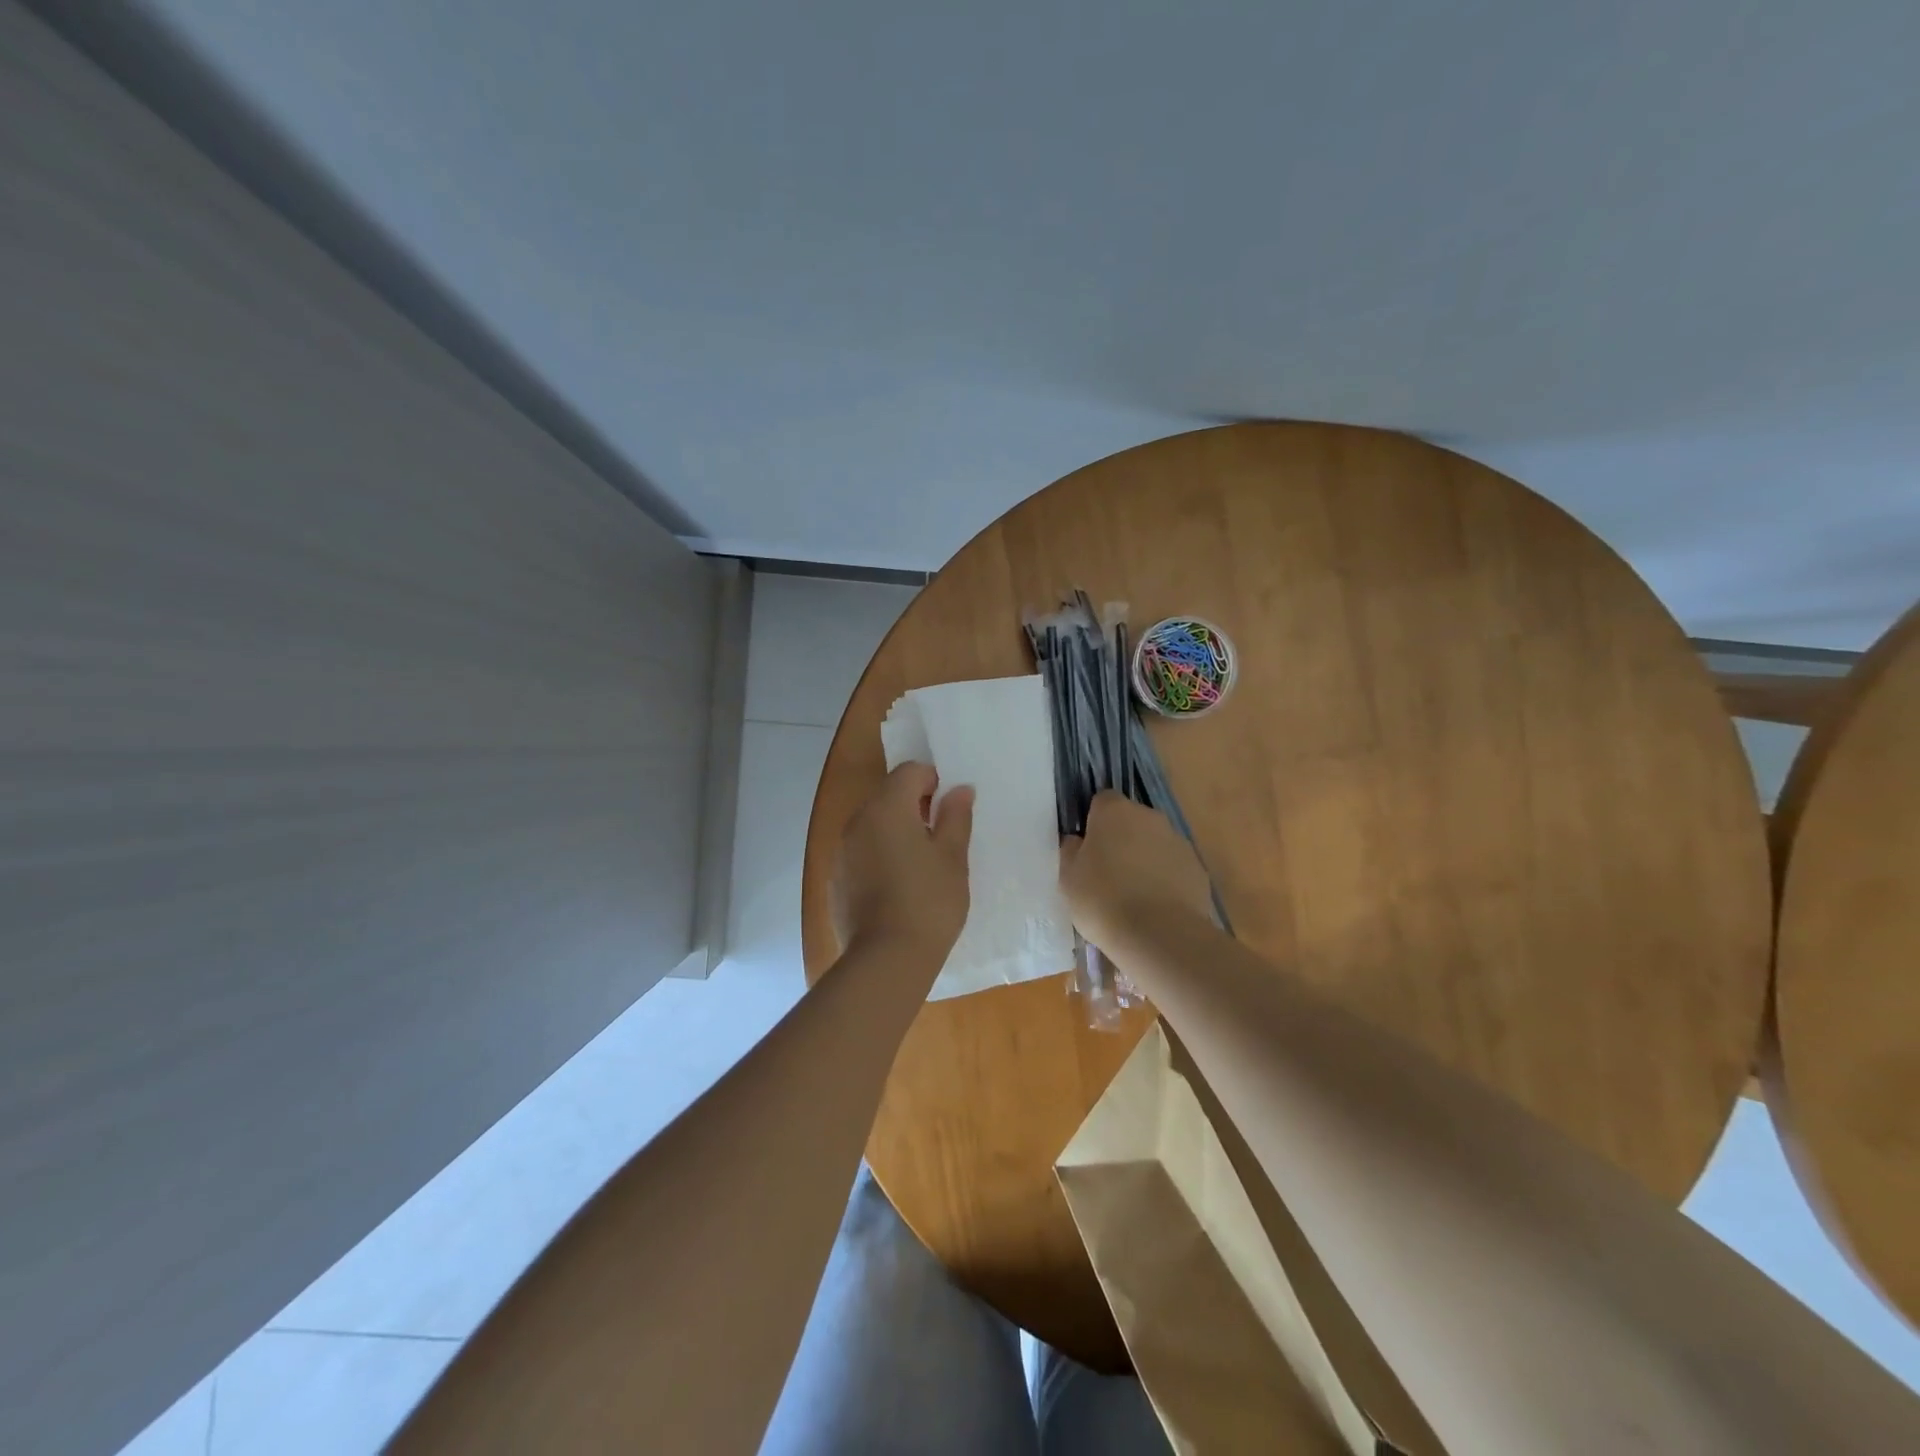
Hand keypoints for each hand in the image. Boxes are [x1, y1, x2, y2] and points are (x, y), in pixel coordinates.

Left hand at [833, 763, 973, 964]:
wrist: (887, 959)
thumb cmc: (929, 901)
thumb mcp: (953, 857)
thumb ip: (956, 817)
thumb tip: (959, 790)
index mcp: (886, 807)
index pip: (910, 772)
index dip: (933, 781)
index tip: (950, 810)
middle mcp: (857, 820)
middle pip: (888, 794)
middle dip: (914, 804)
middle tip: (941, 836)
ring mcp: (842, 850)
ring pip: (873, 822)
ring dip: (896, 829)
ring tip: (922, 862)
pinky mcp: (836, 877)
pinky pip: (861, 850)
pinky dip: (880, 853)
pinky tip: (899, 884)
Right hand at [1059, 792, 1213, 953]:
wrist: (1159, 935)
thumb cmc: (1103, 900)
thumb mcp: (1068, 877)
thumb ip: (1072, 851)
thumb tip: (1078, 841)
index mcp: (1115, 811)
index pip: (1102, 801)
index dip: (1094, 821)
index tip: (1087, 848)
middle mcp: (1150, 817)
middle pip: (1131, 820)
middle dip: (1121, 839)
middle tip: (1107, 873)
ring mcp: (1178, 841)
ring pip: (1155, 843)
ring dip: (1144, 859)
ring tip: (1132, 895)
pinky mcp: (1198, 868)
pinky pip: (1174, 867)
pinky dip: (1165, 879)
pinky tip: (1155, 907)